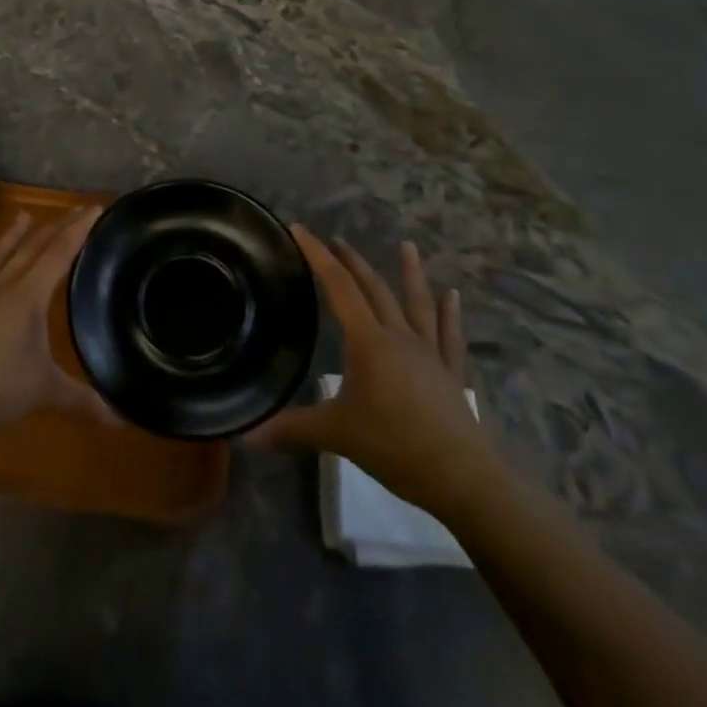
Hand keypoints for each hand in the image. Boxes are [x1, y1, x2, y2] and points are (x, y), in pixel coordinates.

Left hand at [0, 206, 112, 445]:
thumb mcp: (44, 392)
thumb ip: (82, 400)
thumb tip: (120, 419)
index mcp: (27, 295)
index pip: (59, 253)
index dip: (78, 230)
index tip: (94, 208)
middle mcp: (2, 285)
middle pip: (32, 247)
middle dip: (56, 227)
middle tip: (75, 210)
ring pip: (0, 255)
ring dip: (14, 235)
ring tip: (23, 216)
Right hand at [246, 226, 494, 516]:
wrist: (461, 477)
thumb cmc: (394, 446)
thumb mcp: (336, 435)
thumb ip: (291, 428)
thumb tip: (246, 435)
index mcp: (368, 341)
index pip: (338, 286)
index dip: (317, 255)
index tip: (300, 229)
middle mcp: (399, 337)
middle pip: (373, 288)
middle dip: (352, 261)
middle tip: (337, 239)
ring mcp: (429, 353)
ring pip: (416, 303)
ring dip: (410, 273)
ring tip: (408, 245)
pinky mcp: (451, 374)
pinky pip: (449, 336)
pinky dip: (450, 314)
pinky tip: (453, 295)